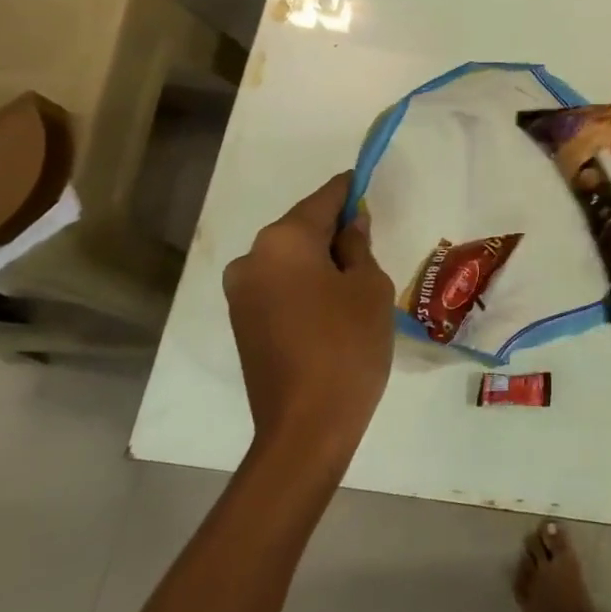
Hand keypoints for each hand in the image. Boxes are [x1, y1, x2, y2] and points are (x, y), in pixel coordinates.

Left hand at [222, 173, 395, 469]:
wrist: (306, 427)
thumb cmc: (348, 345)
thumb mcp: (369, 286)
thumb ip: (357, 245)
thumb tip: (350, 225)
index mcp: (283, 241)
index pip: (323, 199)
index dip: (349, 191)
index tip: (367, 184)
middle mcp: (252, 257)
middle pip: (301, 227)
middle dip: (333, 229)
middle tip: (369, 242)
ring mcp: (241, 293)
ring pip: (288, 258)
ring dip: (318, 259)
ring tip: (354, 279)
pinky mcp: (241, 322)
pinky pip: (278, 285)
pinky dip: (303, 283)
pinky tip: (331, 304)